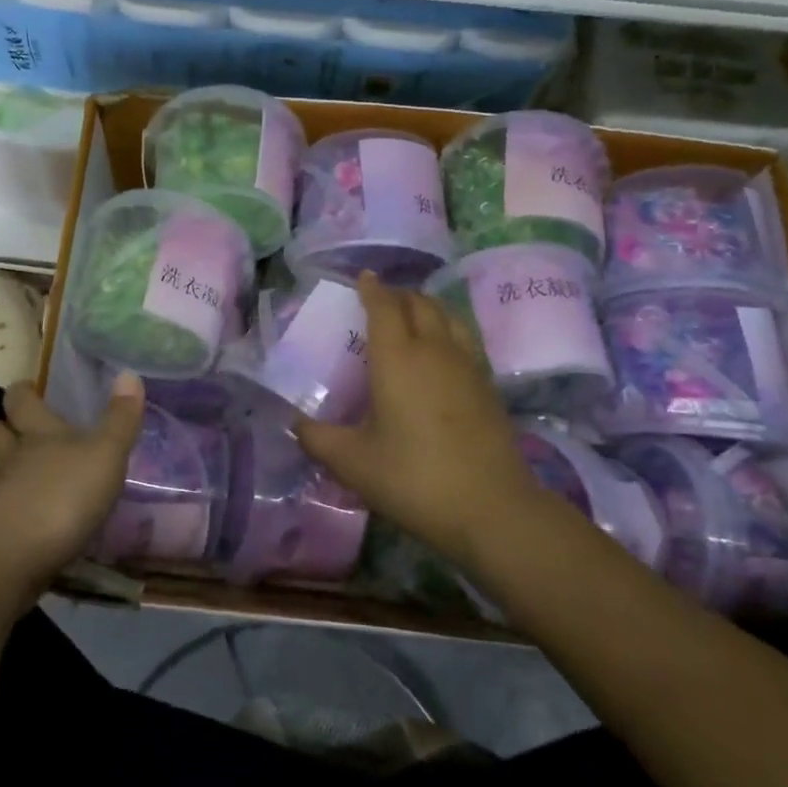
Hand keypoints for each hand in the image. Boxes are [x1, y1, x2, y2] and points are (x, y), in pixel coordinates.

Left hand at [0, 373, 145, 595]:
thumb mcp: (107, 454)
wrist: (16, 555)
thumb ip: (120, 419)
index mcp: (40, 433)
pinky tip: (5, 518)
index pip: (21, 400)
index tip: (27, 390)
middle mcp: (10, 457)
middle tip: (13, 433)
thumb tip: (129, 373)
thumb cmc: (66, 495)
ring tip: (2, 474)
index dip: (22, 393)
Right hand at [295, 273, 547, 569]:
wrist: (491, 509)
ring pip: (448, 316)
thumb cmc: (414, 478)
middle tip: (381, 299)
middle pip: (419, 303)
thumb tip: (296, 423)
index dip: (372, 288)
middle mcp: (434, 349)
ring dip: (427, 306)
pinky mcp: (489, 385)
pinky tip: (444, 350)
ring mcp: (467, 365)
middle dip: (398, 294)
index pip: (384, 306)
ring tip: (413, 314)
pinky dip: (449, 328)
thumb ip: (317, 439)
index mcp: (397, 358)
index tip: (363, 277)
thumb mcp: (352, 463)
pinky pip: (465, 338)